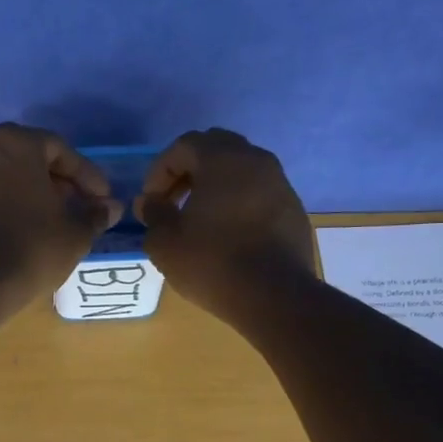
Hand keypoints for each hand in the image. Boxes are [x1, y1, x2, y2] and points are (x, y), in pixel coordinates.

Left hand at [0, 124, 123, 309]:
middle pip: (23, 161)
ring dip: (18, 197)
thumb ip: (94, 215)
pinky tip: (2, 238)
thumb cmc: (31, 249)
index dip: (85, 175)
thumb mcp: (75, 234)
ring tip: (37, 226)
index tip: (100, 199)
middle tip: (71, 209)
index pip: (59, 150)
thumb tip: (110, 208)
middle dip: (51, 183)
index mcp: (15, 144)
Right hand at [136, 128, 317, 315]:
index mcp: (222, 159)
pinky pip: (258, 193)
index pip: (184, 145)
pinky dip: (239, 202)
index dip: (160, 170)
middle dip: (189, 171)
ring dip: (215, 185)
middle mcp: (255, 160)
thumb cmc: (212, 262)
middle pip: (215, 149)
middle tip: (173, 202)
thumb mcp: (166, 242)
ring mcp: (280, 184)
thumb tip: (149, 202)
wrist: (275, 296)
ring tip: (199, 218)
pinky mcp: (293, 209)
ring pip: (240, 170)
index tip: (151, 202)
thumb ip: (153, 214)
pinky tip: (228, 233)